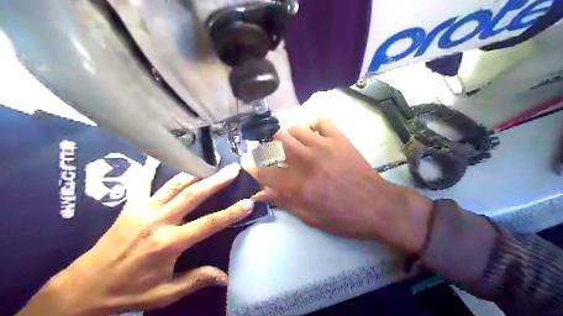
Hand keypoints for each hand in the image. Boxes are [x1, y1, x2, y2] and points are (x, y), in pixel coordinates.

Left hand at [17, 158, 254, 314]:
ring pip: (173, 186)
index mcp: (168, 244)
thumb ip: (196, 280)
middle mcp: (158, 221)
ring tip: (209, 162)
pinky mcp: (130, 207)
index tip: (248, 202)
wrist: (83, 288)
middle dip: (216, 181)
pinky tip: (157, 155)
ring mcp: (143, 211)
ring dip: (193, 172)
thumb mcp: (165, 293)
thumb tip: (226, 278)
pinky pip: (141, 183)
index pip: (208, 224)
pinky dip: (150, 168)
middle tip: (233, 169)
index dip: (231, 213)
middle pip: (193, 196)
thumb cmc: (128, 291)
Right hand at [244, 118, 432, 253]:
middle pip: (275, 140)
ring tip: (294, 144)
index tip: (247, 161)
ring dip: (289, 136)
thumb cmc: (341, 217)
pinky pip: (320, 121)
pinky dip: (313, 125)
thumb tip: (260, 193)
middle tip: (274, 152)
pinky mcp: (338, 138)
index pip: (262, 169)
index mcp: (296, 184)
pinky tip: (314, 134)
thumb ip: (283, 201)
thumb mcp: (309, 216)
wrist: (375, 205)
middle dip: (269, 145)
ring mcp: (322, 145)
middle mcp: (304, 161)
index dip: (250, 165)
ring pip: (294, 128)